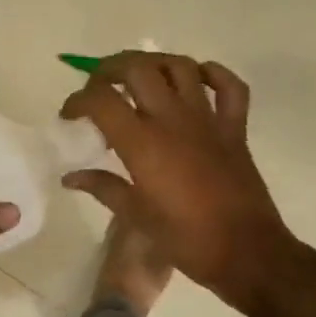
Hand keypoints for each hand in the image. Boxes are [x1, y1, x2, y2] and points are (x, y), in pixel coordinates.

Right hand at [60, 53, 291, 311]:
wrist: (246, 252)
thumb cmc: (185, 239)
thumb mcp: (136, 216)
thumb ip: (103, 188)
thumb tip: (71, 177)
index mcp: (143, 143)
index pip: (101, 101)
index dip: (78, 100)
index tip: (69, 115)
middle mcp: (173, 120)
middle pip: (137, 69)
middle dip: (109, 69)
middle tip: (98, 87)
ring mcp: (208, 120)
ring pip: (180, 67)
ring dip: (155, 64)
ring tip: (140, 78)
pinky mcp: (235, 129)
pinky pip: (229, 87)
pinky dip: (213, 75)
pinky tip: (196, 80)